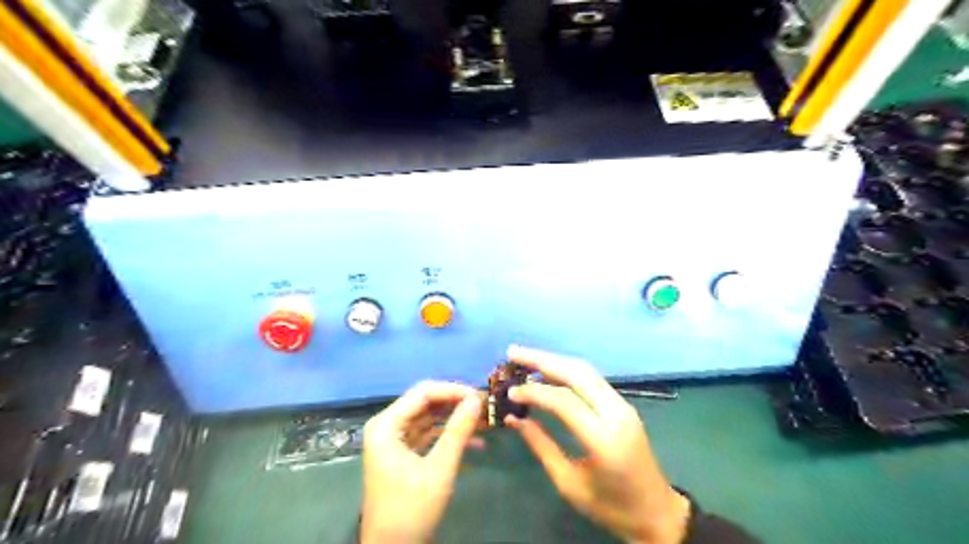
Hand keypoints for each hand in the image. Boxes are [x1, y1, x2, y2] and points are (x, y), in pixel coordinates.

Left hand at [361, 383, 482, 542]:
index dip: (453, 390)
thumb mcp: (439, 469)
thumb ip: (458, 431)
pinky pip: (429, 436)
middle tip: (486, 406)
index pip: (423, 393)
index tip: (480, 395)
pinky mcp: (404, 454)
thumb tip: (476, 399)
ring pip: (430, 419)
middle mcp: (387, 427)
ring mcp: (395, 441)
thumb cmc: (411, 510)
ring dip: (456, 420)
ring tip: (486, 422)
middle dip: (456, 404)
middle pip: (426, 404)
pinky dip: (449, 437)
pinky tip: (477, 443)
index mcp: (386, 425)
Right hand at [503, 347, 692, 542]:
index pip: (564, 401)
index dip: (534, 392)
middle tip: (513, 353)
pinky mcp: (623, 404)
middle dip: (542, 359)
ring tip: (526, 357)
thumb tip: (512, 419)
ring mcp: (623, 405)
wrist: (657, 512)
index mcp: (604, 440)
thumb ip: (541, 446)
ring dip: (555, 360)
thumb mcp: (570, 484)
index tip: (510, 391)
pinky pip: (592, 378)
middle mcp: (617, 414)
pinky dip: (567, 370)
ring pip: (586, 370)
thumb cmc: (611, 507)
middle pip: (577, 373)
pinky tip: (548, 371)